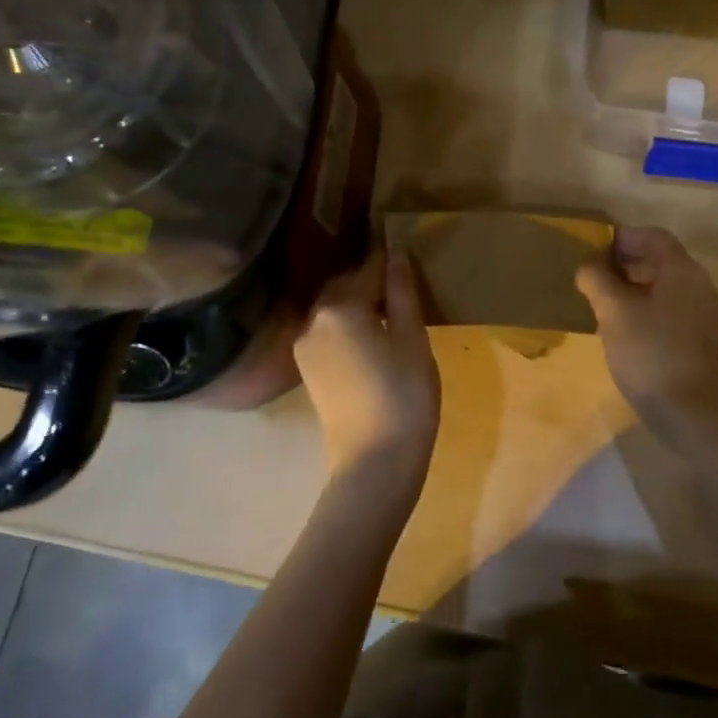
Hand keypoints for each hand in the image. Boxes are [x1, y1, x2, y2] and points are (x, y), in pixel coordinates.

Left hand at [294, 249, 441, 483]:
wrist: (375, 462)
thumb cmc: (404, 394)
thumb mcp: (413, 338)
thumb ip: (402, 293)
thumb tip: (397, 255)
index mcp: (340, 307)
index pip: (369, 269)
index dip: (390, 263)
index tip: (407, 256)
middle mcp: (313, 320)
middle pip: (346, 287)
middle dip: (371, 283)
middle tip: (403, 289)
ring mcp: (304, 347)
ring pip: (335, 310)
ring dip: (359, 306)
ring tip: (391, 315)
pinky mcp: (306, 370)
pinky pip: (328, 333)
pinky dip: (348, 328)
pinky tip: (372, 339)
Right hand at [576, 226, 717, 444]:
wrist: (686, 412)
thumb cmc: (648, 352)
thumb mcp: (613, 311)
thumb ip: (597, 278)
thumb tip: (589, 265)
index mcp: (683, 271)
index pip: (655, 236)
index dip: (624, 238)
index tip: (595, 251)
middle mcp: (699, 285)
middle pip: (661, 259)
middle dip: (626, 261)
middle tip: (594, 275)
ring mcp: (702, 313)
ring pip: (664, 284)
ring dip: (633, 284)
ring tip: (603, 300)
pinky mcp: (699, 337)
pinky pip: (670, 306)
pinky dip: (646, 305)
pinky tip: (622, 325)